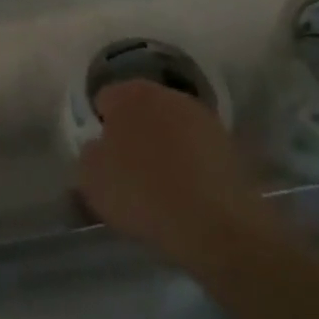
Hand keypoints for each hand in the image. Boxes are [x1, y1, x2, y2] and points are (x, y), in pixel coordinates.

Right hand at [77, 79, 270, 268]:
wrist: (214, 224)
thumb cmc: (142, 194)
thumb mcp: (91, 178)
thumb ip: (89, 153)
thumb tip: (100, 147)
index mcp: (129, 94)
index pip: (104, 99)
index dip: (100, 126)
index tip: (103, 154)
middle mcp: (166, 93)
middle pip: (141, 108)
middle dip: (134, 130)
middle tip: (129, 166)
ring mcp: (202, 116)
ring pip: (172, 126)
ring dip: (165, 143)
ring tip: (161, 181)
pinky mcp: (229, 142)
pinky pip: (197, 147)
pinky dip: (191, 160)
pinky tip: (188, 189)